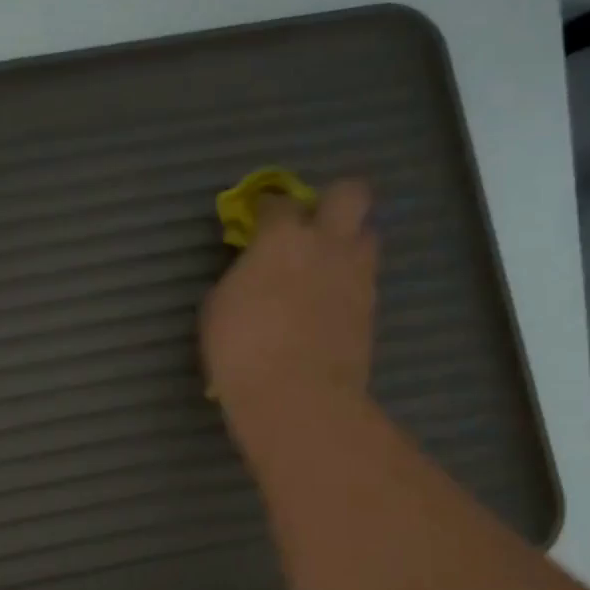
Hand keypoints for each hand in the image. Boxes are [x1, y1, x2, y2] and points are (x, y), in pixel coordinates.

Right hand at [201, 177, 379, 429]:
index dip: (267, 210)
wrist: (296, 396)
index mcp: (281, 238)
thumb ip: (239, 278)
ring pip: (367, 237)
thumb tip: (250, 275)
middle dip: (334, 201)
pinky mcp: (372, 311)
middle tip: (312, 227)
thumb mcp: (217, 309)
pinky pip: (365, 282)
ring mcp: (357, 276)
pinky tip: (328, 309)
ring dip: (348, 246)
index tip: (257, 223)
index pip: (278, 202)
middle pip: (351, 193)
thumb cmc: (241, 350)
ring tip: (324, 271)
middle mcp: (327, 245)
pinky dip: (349, 287)